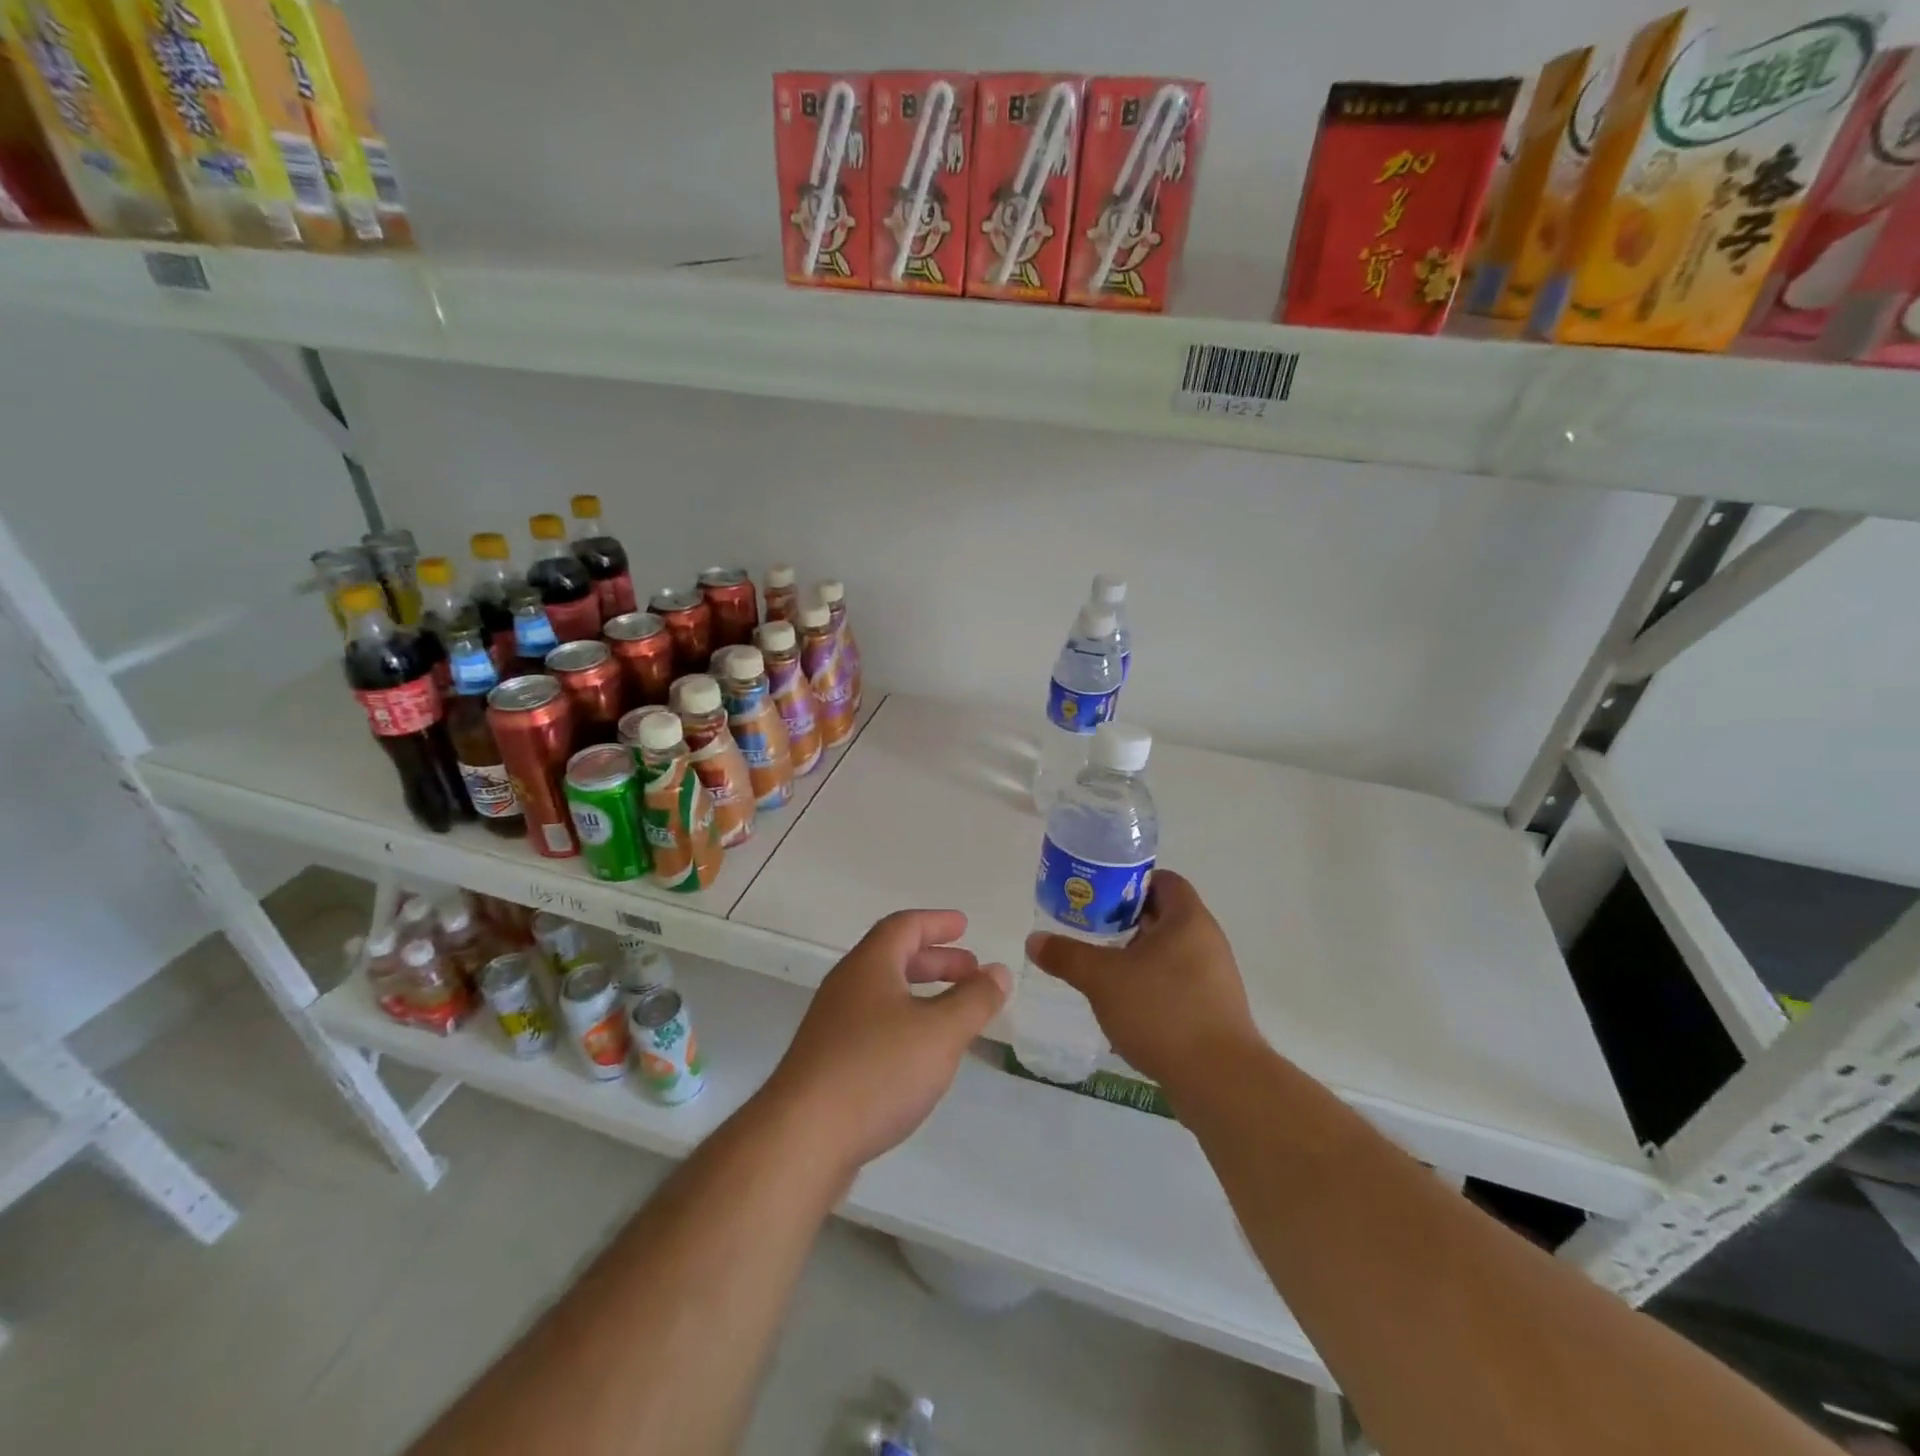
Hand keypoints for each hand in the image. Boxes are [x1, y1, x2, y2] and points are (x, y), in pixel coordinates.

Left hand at [761, 909, 1010, 1178]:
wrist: (801, 1139)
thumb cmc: (877, 1071)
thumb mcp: (940, 1032)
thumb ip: (974, 1000)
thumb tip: (998, 971)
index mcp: (869, 966)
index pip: (904, 926)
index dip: (937, 923)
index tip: (964, 926)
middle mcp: (847, 987)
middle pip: (893, 958)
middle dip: (936, 960)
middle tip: (971, 970)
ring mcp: (833, 1026)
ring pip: (884, 995)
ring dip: (922, 994)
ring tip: (954, 1014)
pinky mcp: (827, 1063)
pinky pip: (874, 1026)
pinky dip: (905, 1024)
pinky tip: (921, 1055)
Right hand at [1024, 870, 1259, 1092]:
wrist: (1220, 1081)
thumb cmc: (1162, 1011)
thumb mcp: (1103, 979)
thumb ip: (1067, 956)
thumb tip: (1034, 940)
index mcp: (1188, 919)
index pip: (1162, 881)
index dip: (1129, 883)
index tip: (1098, 898)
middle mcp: (1207, 941)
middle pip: (1163, 917)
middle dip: (1125, 923)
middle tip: (1090, 932)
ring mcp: (1214, 978)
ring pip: (1169, 954)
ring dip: (1136, 958)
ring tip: (1101, 972)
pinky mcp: (1214, 1011)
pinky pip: (1177, 985)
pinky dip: (1151, 988)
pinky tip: (1124, 1008)